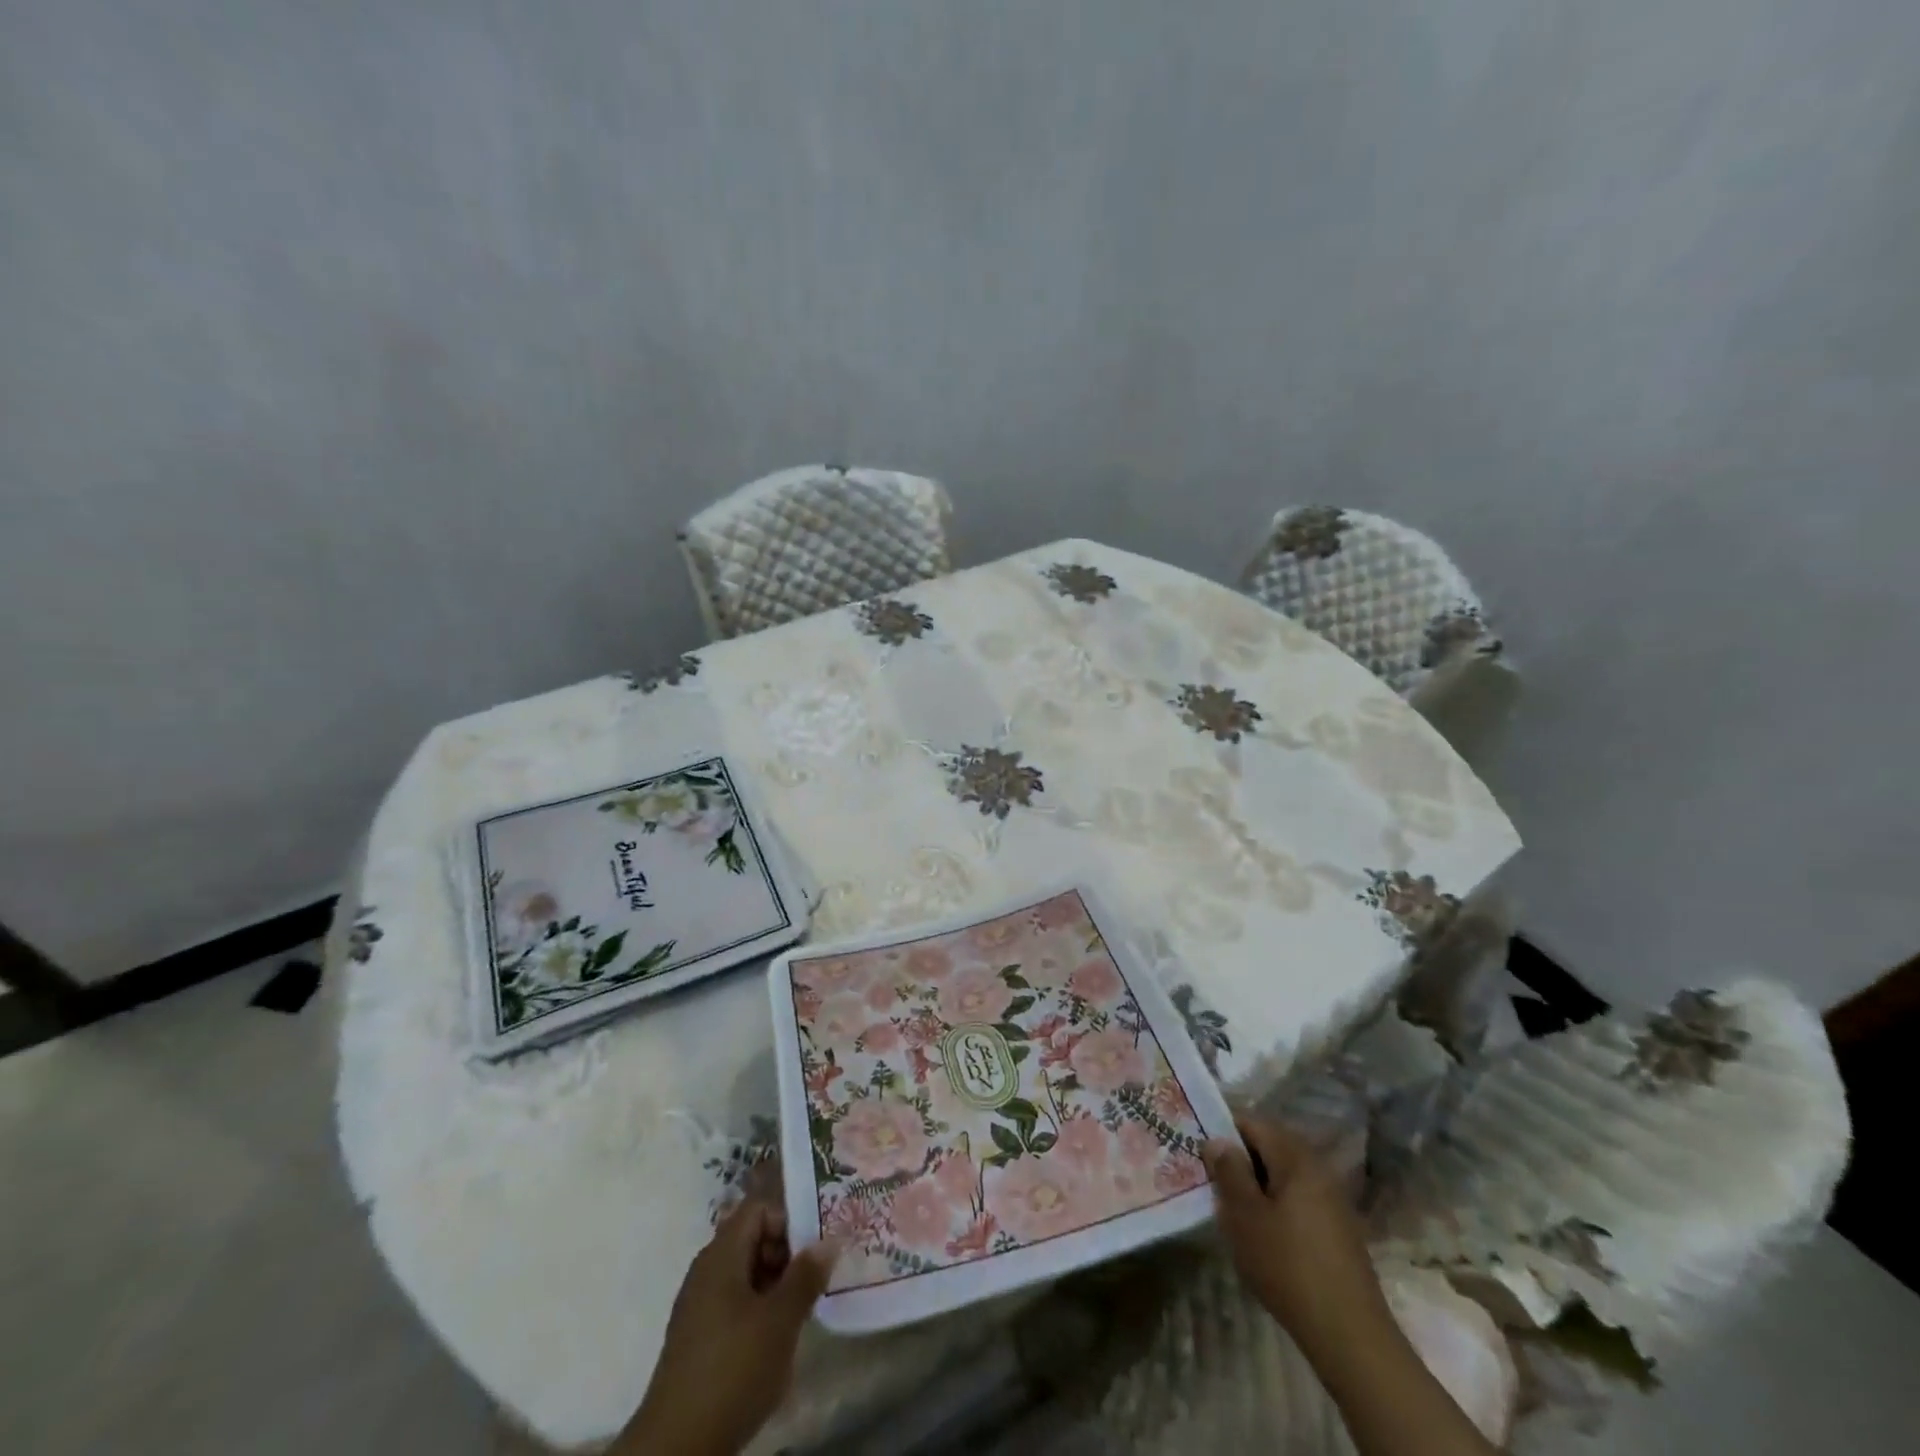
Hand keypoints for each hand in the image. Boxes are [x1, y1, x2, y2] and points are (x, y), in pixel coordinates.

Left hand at [614, 1200, 836, 1455]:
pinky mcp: (698, 1336)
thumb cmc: (733, 1369)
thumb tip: (829, 1239)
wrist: (676, 1448)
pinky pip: (734, 1301)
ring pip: (745, 1272)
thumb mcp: (780, 1321)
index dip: (789, 1220)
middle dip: (786, 1254)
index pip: (759, 1209)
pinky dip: (758, 1308)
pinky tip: (774, 1339)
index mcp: (721, 1254)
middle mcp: (706, 1270)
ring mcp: (699, 1304)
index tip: (814, 1249)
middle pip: (752, 1238)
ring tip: (799, 1311)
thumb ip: (806, 1275)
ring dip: (775, 1284)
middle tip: (813, 1281)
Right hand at [1203, 1117, 1499, 1455]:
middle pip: (1270, 1146)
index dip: (1223, 1132)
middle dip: (1239, 1160)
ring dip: (1257, 1184)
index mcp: (1296, 1157)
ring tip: (1232, 1210)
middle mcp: (1318, 1168)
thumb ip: (1229, 1171)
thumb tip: (1218, 1140)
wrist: (1349, 1334)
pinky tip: (1262, 1234)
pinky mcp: (1338, 1229)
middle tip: (1212, 1182)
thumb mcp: (1244, 1215)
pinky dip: (1276, 1205)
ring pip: (1283, 1175)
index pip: (1253, 1123)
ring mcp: (1332, 1200)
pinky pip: (1298, 1199)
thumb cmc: (1288, 1265)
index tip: (1200, 1152)